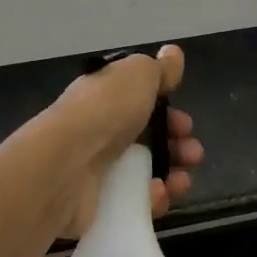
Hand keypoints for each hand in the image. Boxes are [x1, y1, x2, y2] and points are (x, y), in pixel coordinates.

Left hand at [51, 44, 202, 238]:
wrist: (64, 165)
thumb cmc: (104, 111)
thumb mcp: (137, 74)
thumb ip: (159, 68)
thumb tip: (173, 53)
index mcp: (107, 97)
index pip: (143, 104)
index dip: (169, 112)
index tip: (186, 122)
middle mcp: (101, 130)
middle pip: (149, 139)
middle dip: (178, 145)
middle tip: (193, 154)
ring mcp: (98, 169)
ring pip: (146, 172)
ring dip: (173, 175)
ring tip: (182, 182)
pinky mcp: (98, 202)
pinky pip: (134, 201)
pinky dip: (151, 199)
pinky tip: (157, 193)